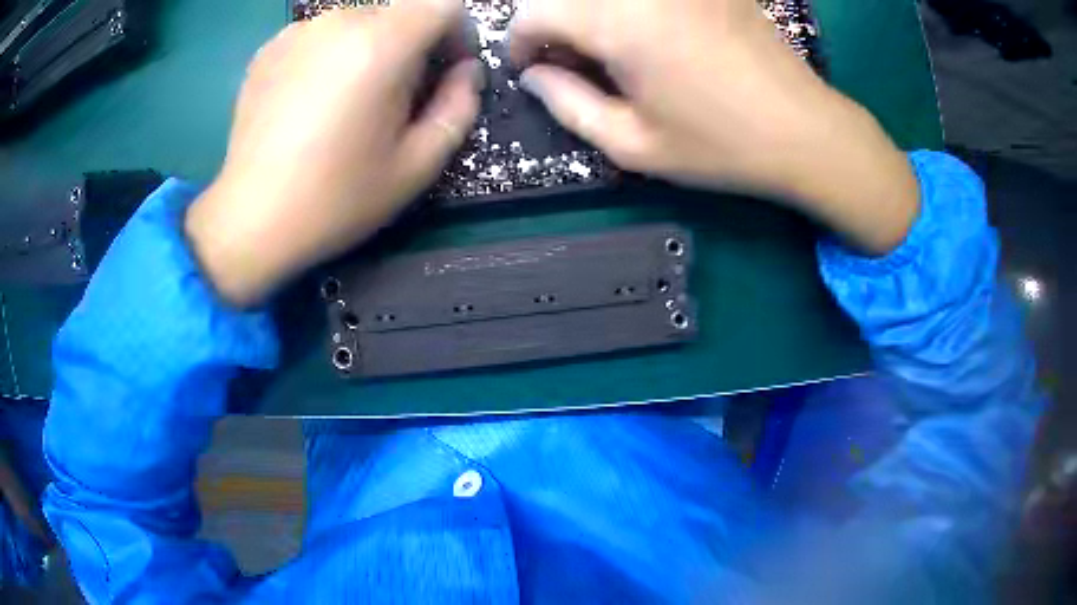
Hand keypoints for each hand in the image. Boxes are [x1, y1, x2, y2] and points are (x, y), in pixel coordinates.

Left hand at [186, 0, 480, 306]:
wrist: (251, 221)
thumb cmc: (337, 198)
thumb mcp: (418, 165)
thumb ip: (459, 108)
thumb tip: (467, 72)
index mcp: (380, 45)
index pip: (443, 4)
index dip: (457, 32)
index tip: (447, 70)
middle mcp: (337, 22)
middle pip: (399, 12)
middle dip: (412, 45)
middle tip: (396, 98)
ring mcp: (296, 32)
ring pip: (358, 22)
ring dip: (370, 50)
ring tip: (349, 102)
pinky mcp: (268, 49)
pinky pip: (320, 36)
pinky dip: (331, 55)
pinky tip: (312, 101)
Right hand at [510, 0, 919, 254]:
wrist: (804, 130)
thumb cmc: (719, 145)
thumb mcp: (633, 144)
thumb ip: (567, 105)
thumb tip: (534, 76)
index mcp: (617, 21)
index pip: (535, 12)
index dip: (520, 42)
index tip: (531, 70)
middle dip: (554, 25)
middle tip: (571, 62)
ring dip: (591, 15)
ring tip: (611, 52)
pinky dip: (630, 10)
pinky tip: (650, 36)